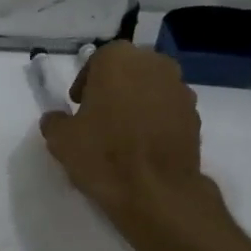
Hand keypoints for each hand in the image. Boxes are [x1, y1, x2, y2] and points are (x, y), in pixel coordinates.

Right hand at [39, 42, 217, 235]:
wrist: (156, 192)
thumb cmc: (104, 155)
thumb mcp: (61, 140)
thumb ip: (55, 122)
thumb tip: (56, 119)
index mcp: (119, 59)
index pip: (98, 60)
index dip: (86, 82)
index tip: (79, 105)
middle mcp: (154, 64)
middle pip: (129, 71)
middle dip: (115, 88)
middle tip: (100, 116)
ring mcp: (180, 90)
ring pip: (152, 89)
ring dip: (138, 103)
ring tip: (124, 134)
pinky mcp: (196, 117)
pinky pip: (169, 111)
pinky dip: (157, 121)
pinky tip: (145, 147)